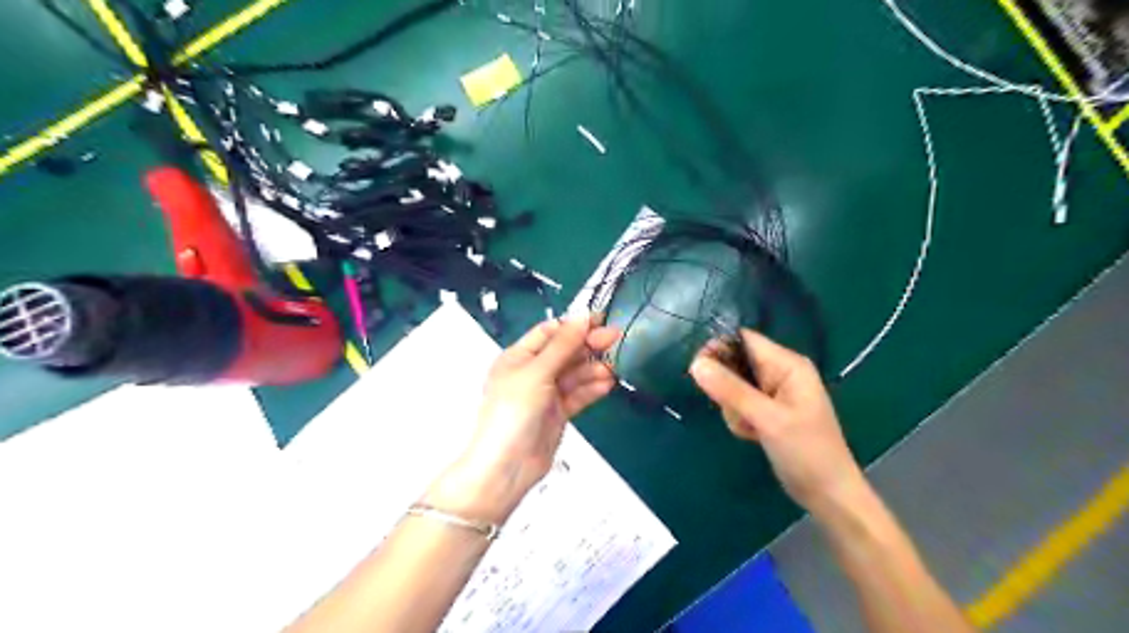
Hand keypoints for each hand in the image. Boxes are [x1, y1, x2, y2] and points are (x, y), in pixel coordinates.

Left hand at [427, 313, 615, 521]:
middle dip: (588, 345)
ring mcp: (546, 393)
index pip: (549, 332)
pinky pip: (578, 395)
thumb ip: (562, 346)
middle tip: (615, 338)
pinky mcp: (558, 413)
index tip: (600, 320)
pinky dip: (592, 388)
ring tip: (613, 368)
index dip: (573, 325)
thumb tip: (582, 316)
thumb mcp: (536, 373)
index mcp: (518, 357)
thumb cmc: (513, 412)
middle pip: (565, 352)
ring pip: (574, 374)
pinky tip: (608, 384)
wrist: (507, 466)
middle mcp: (532, 372)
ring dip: (593, 369)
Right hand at [689, 331, 866, 514]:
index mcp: (788, 365)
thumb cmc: (806, 452)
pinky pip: (739, 404)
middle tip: (733, 410)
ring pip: (733, 387)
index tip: (699, 369)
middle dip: (726, 387)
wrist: (828, 495)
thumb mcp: (767, 419)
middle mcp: (780, 373)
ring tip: (750, 428)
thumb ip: (731, 390)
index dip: (719, 348)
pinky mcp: (767, 411)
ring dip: (732, 408)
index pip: (744, 339)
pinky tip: (752, 435)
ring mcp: (773, 393)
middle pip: (736, 363)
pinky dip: (739, 419)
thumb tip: (696, 363)